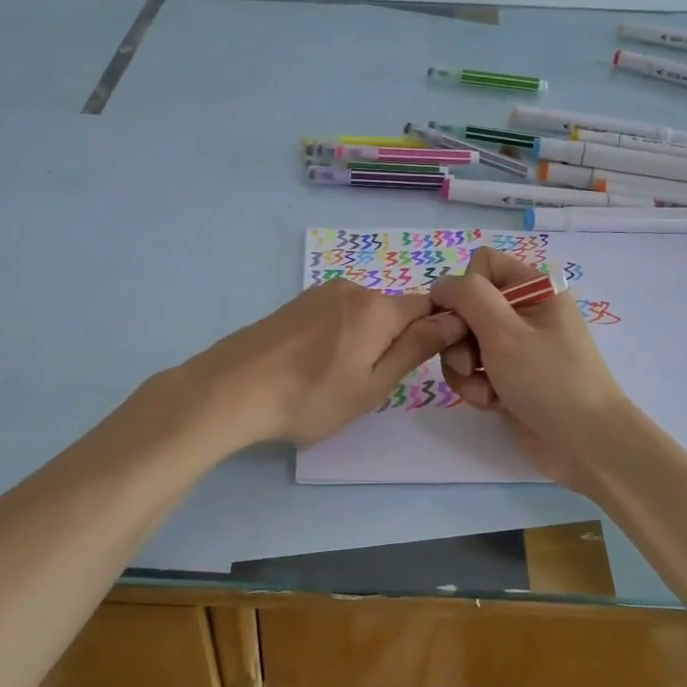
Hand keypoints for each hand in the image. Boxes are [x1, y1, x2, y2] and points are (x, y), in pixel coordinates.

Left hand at [182, 280, 467, 448]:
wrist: (232, 389)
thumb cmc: (311, 397)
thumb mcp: (373, 385)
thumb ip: (416, 348)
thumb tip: (454, 319)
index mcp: (378, 308)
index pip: (429, 307)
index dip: (436, 333)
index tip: (423, 366)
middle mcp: (353, 289)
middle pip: (395, 311)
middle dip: (396, 341)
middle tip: (371, 384)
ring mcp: (321, 293)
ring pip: (364, 314)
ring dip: (365, 340)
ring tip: (338, 378)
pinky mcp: (297, 303)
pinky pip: (337, 315)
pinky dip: (338, 337)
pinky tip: (315, 364)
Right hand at [429, 248, 633, 490]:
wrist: (587, 444)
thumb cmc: (549, 380)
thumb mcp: (504, 332)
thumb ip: (468, 298)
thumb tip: (441, 284)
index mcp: (534, 288)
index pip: (482, 265)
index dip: (464, 290)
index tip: (460, 320)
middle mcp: (525, 312)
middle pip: (467, 308)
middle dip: (460, 338)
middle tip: (470, 363)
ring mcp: (517, 347)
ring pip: (465, 343)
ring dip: (465, 369)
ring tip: (485, 390)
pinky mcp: (509, 378)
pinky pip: (476, 372)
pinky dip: (477, 387)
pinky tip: (493, 403)